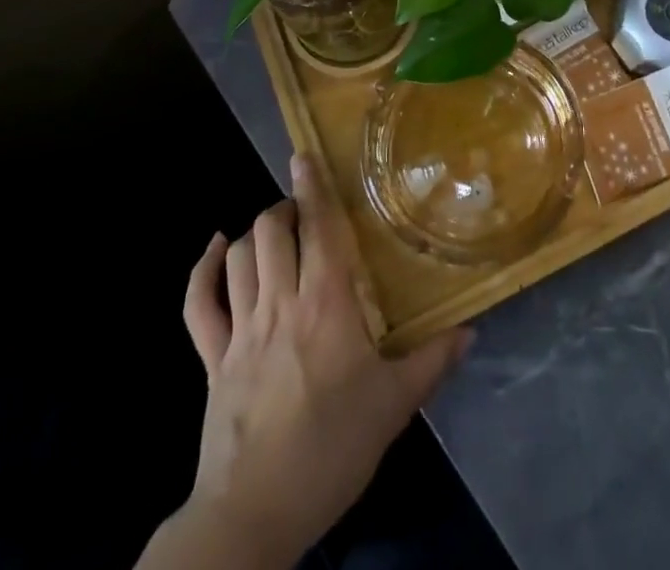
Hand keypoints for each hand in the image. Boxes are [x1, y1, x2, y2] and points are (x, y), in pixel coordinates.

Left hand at [170, 154, 470, 568]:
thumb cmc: (331, 450)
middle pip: (271, 231)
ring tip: (275, 232)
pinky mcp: (211, 359)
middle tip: (305, 214)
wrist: (255, 514)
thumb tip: (471, 331)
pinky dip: (203, 270)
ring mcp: (239, 330)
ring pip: (239, 256)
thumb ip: (433, 362)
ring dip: (255, 234)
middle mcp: (279, 303)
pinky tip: (216, 249)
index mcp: (325, 305)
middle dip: (286, 209)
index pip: (318, 229)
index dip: (312, 188)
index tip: (305, 156)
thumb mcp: (393, 407)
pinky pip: (198, 304)